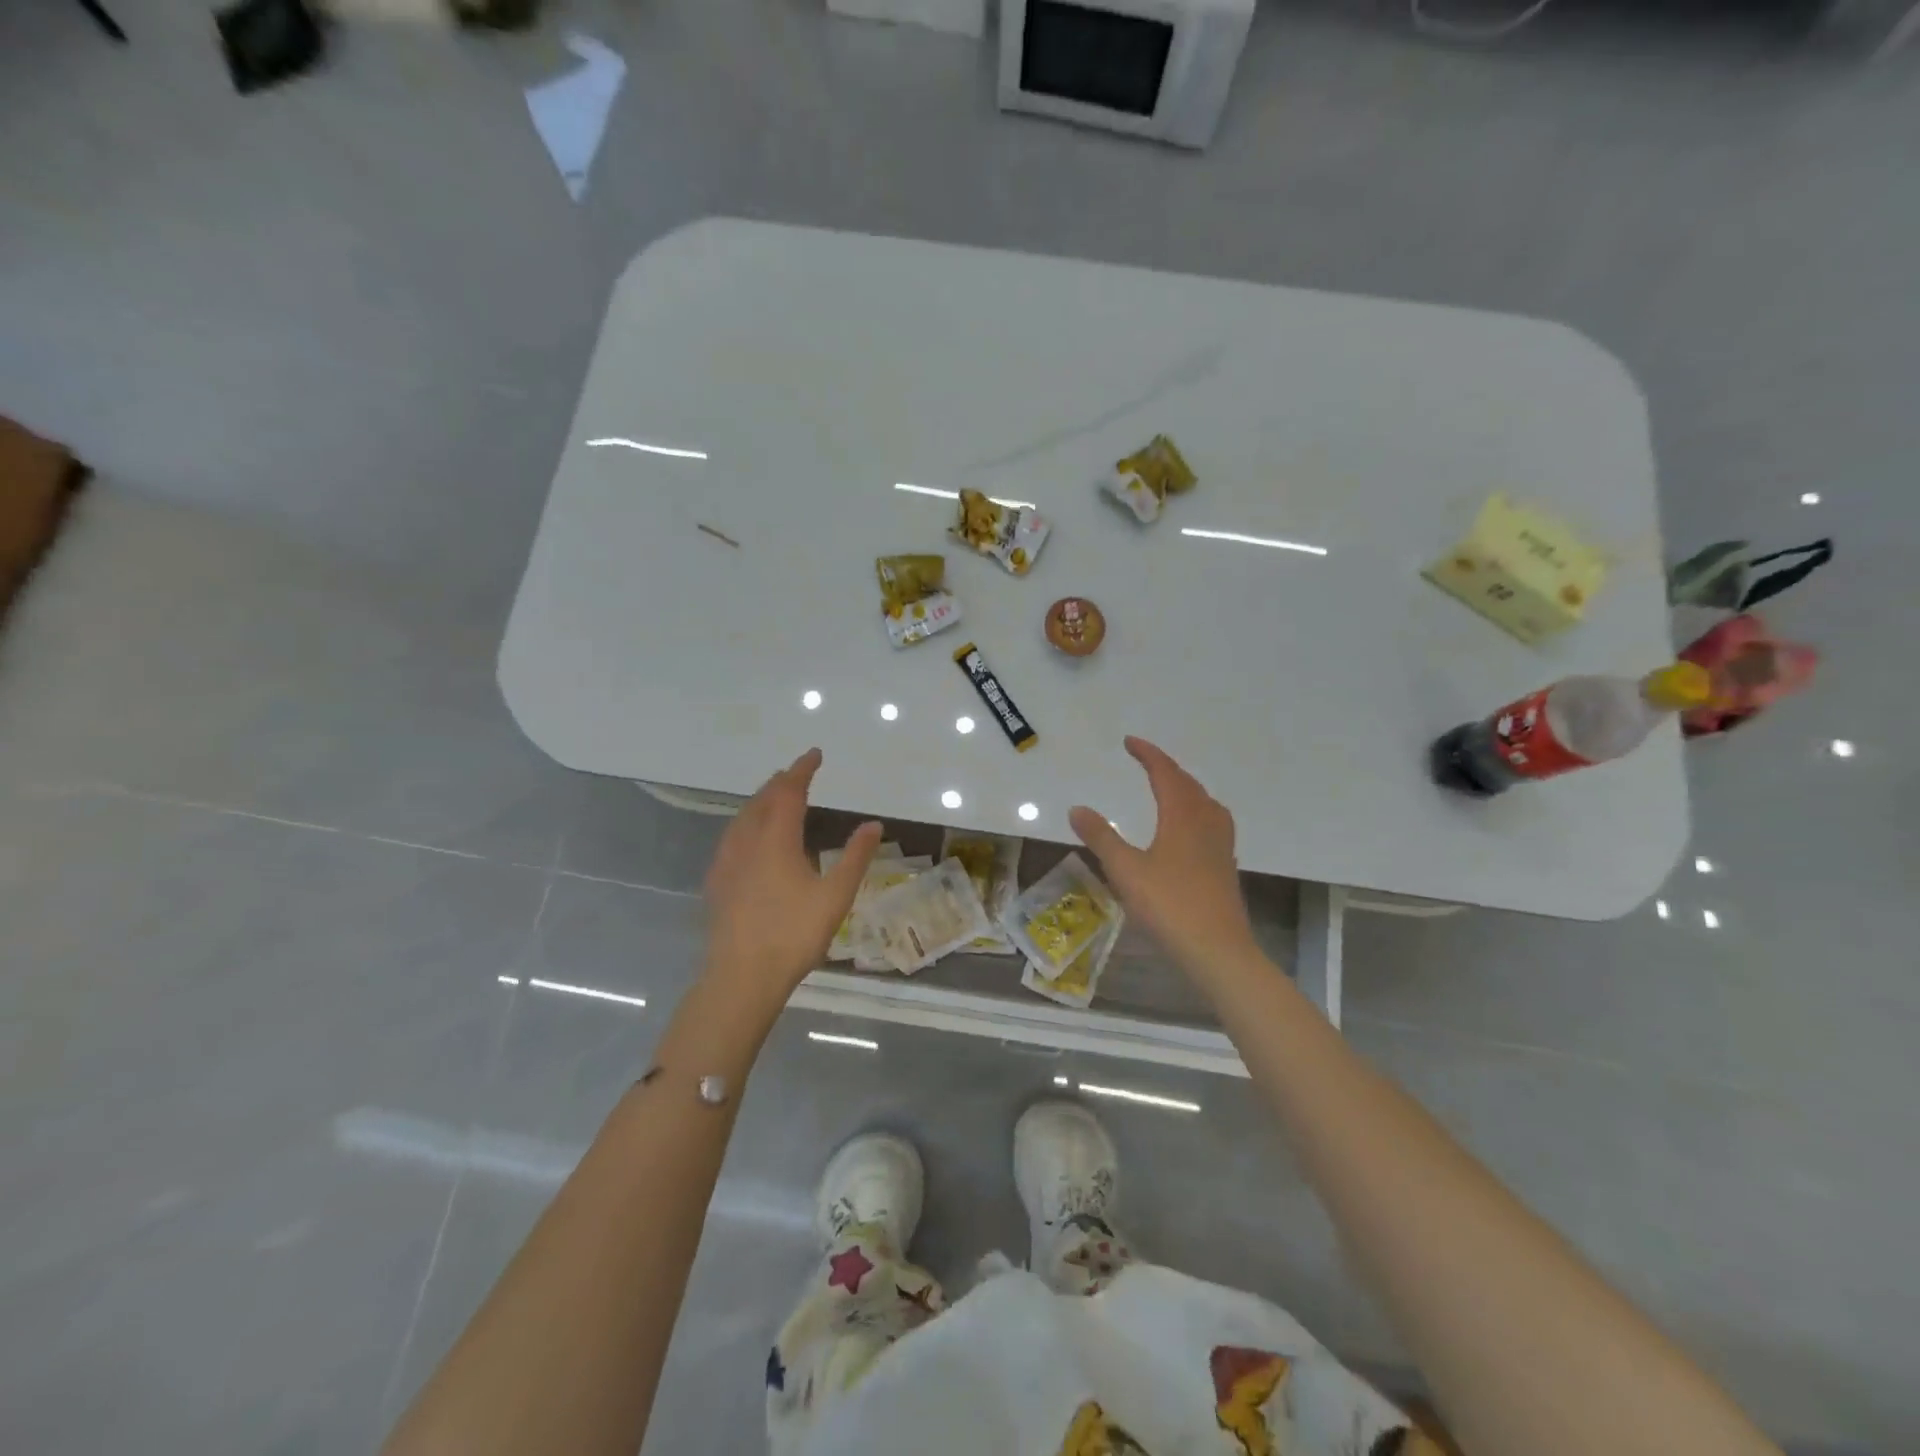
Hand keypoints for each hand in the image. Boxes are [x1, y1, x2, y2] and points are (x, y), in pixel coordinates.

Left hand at [702, 748, 882, 1007]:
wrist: (742, 976)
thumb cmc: (794, 934)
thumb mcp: (836, 896)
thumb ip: (855, 857)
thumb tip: (873, 824)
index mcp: (776, 839)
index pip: (789, 791)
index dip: (803, 769)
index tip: (815, 754)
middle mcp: (747, 841)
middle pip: (762, 799)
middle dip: (781, 782)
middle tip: (798, 774)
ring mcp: (727, 861)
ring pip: (743, 817)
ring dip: (762, 800)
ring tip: (776, 798)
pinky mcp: (717, 881)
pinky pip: (732, 836)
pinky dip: (748, 822)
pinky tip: (752, 839)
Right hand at [1069, 737, 1259, 979]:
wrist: (1217, 950)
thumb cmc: (1169, 905)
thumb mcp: (1125, 870)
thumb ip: (1101, 837)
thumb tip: (1077, 809)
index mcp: (1182, 816)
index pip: (1165, 773)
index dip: (1148, 754)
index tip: (1129, 742)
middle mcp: (1206, 822)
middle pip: (1188, 784)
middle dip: (1166, 768)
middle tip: (1145, 761)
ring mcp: (1221, 845)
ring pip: (1205, 803)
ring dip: (1185, 788)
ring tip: (1169, 789)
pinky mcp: (1225, 866)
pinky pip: (1212, 822)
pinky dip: (1196, 811)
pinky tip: (1188, 831)